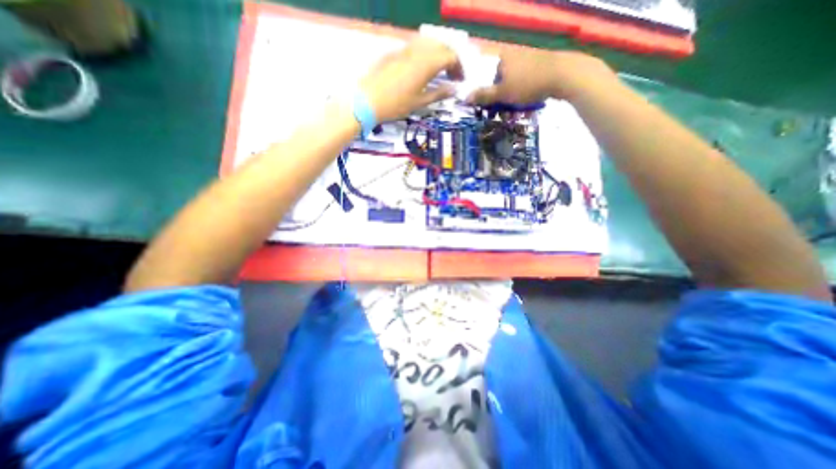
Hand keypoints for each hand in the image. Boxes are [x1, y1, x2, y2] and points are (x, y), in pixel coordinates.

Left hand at [359, 38, 463, 122]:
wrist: (367, 100)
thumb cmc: (396, 104)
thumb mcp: (420, 103)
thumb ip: (439, 94)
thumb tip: (454, 90)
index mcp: (427, 63)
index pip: (451, 57)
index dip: (459, 68)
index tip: (460, 81)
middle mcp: (418, 50)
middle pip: (441, 46)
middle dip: (451, 59)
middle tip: (452, 75)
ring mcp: (405, 49)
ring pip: (428, 43)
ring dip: (438, 54)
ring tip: (439, 71)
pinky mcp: (395, 52)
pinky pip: (415, 46)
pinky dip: (425, 54)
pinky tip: (422, 68)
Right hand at [468, 47, 611, 104]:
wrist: (564, 75)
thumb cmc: (528, 83)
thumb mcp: (502, 93)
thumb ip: (483, 95)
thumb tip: (465, 98)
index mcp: (500, 56)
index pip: (479, 66)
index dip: (474, 81)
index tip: (472, 96)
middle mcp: (510, 54)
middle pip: (493, 76)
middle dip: (491, 94)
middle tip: (491, 108)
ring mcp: (523, 59)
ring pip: (506, 80)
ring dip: (504, 96)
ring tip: (507, 111)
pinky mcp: (534, 66)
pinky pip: (518, 81)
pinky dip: (515, 93)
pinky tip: (519, 104)